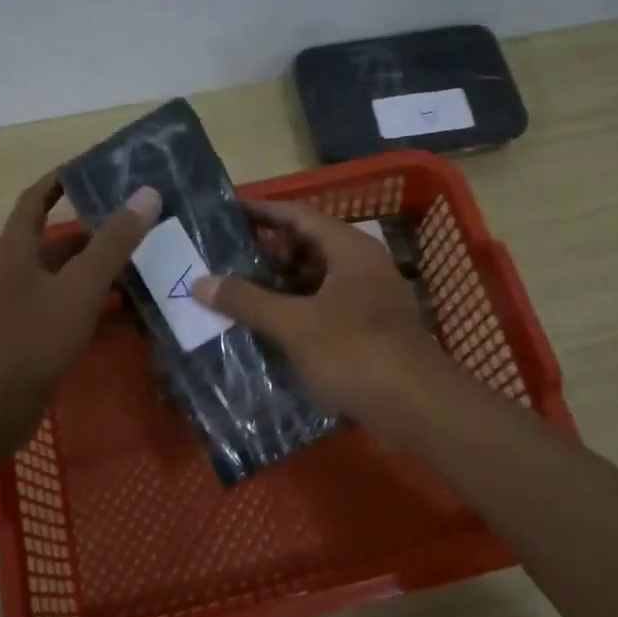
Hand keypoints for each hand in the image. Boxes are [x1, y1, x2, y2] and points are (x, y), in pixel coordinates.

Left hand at [0, 171, 161, 449]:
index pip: (36, 199)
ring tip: (147, 264)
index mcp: (19, 250)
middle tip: (141, 223)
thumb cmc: (31, 339)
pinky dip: (98, 307)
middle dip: (97, 231)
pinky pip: (72, 311)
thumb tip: (146, 194)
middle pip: (58, 242)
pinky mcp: (35, 339)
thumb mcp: (79, 287)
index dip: (61, 180)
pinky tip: (131, 313)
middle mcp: (19, 273)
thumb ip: (114, 243)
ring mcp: (26, 309)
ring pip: (69, 279)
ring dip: (102, 271)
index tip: (95, 168)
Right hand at [194, 199, 444, 432]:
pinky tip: (269, 323)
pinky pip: (325, 305)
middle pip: (309, 244)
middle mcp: (362, 265)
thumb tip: (201, 282)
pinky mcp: (369, 328)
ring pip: (317, 278)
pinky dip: (297, 308)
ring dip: (281, 282)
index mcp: (349, 249)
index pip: (299, 215)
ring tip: (239, 288)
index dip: (262, 211)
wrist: (416, 406)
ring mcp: (368, 297)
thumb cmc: (354, 352)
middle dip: (268, 249)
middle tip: (225, 254)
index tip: (227, 210)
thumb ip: (248, 300)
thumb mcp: (295, 324)